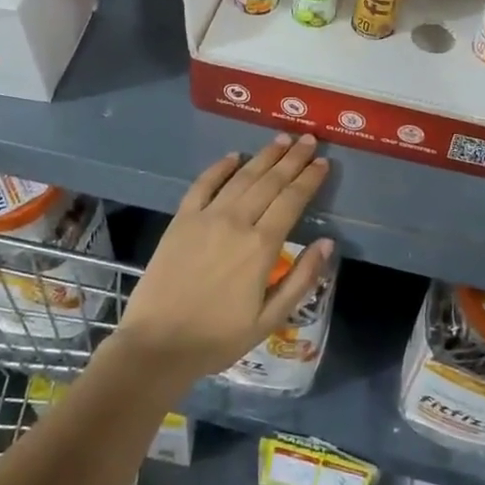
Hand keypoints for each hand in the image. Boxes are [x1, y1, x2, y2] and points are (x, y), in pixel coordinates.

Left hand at [113, 135, 331, 388]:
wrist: (158, 344)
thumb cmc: (218, 338)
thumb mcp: (269, 319)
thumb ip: (301, 279)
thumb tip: (327, 243)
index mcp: (261, 246)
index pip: (292, 201)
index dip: (309, 179)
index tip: (323, 162)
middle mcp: (236, 222)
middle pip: (270, 181)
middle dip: (292, 158)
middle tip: (308, 139)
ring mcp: (206, 217)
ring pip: (241, 177)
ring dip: (263, 156)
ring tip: (281, 140)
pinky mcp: (181, 219)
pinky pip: (203, 184)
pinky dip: (220, 167)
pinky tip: (233, 156)